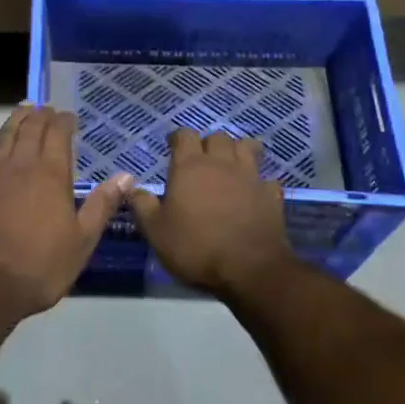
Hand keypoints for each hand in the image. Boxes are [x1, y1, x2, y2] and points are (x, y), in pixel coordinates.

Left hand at [0, 105, 132, 317]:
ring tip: (20, 111)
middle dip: (40, 116)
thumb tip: (126, 176)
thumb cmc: (41, 266)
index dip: (64, 121)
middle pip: (30, 130)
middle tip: (46, 108)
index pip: (58, 135)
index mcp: (51, 175)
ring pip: (3, 139)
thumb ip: (102, 205)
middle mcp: (20, 167)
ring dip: (12, 122)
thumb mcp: (82, 241)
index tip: (69, 116)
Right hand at [129, 129, 291, 296]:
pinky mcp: (271, 194)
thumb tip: (133, 187)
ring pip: (246, 147)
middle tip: (201, 160)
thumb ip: (143, 205)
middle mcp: (221, 163)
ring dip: (237, 151)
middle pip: (217, 137)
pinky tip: (254, 192)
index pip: (184, 135)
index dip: (177, 138)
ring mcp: (250, 176)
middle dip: (208, 144)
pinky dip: (259, 181)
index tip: (172, 147)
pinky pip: (266, 178)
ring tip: (230, 165)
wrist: (249, 268)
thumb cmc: (196, 247)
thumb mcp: (156, 231)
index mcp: (190, 166)